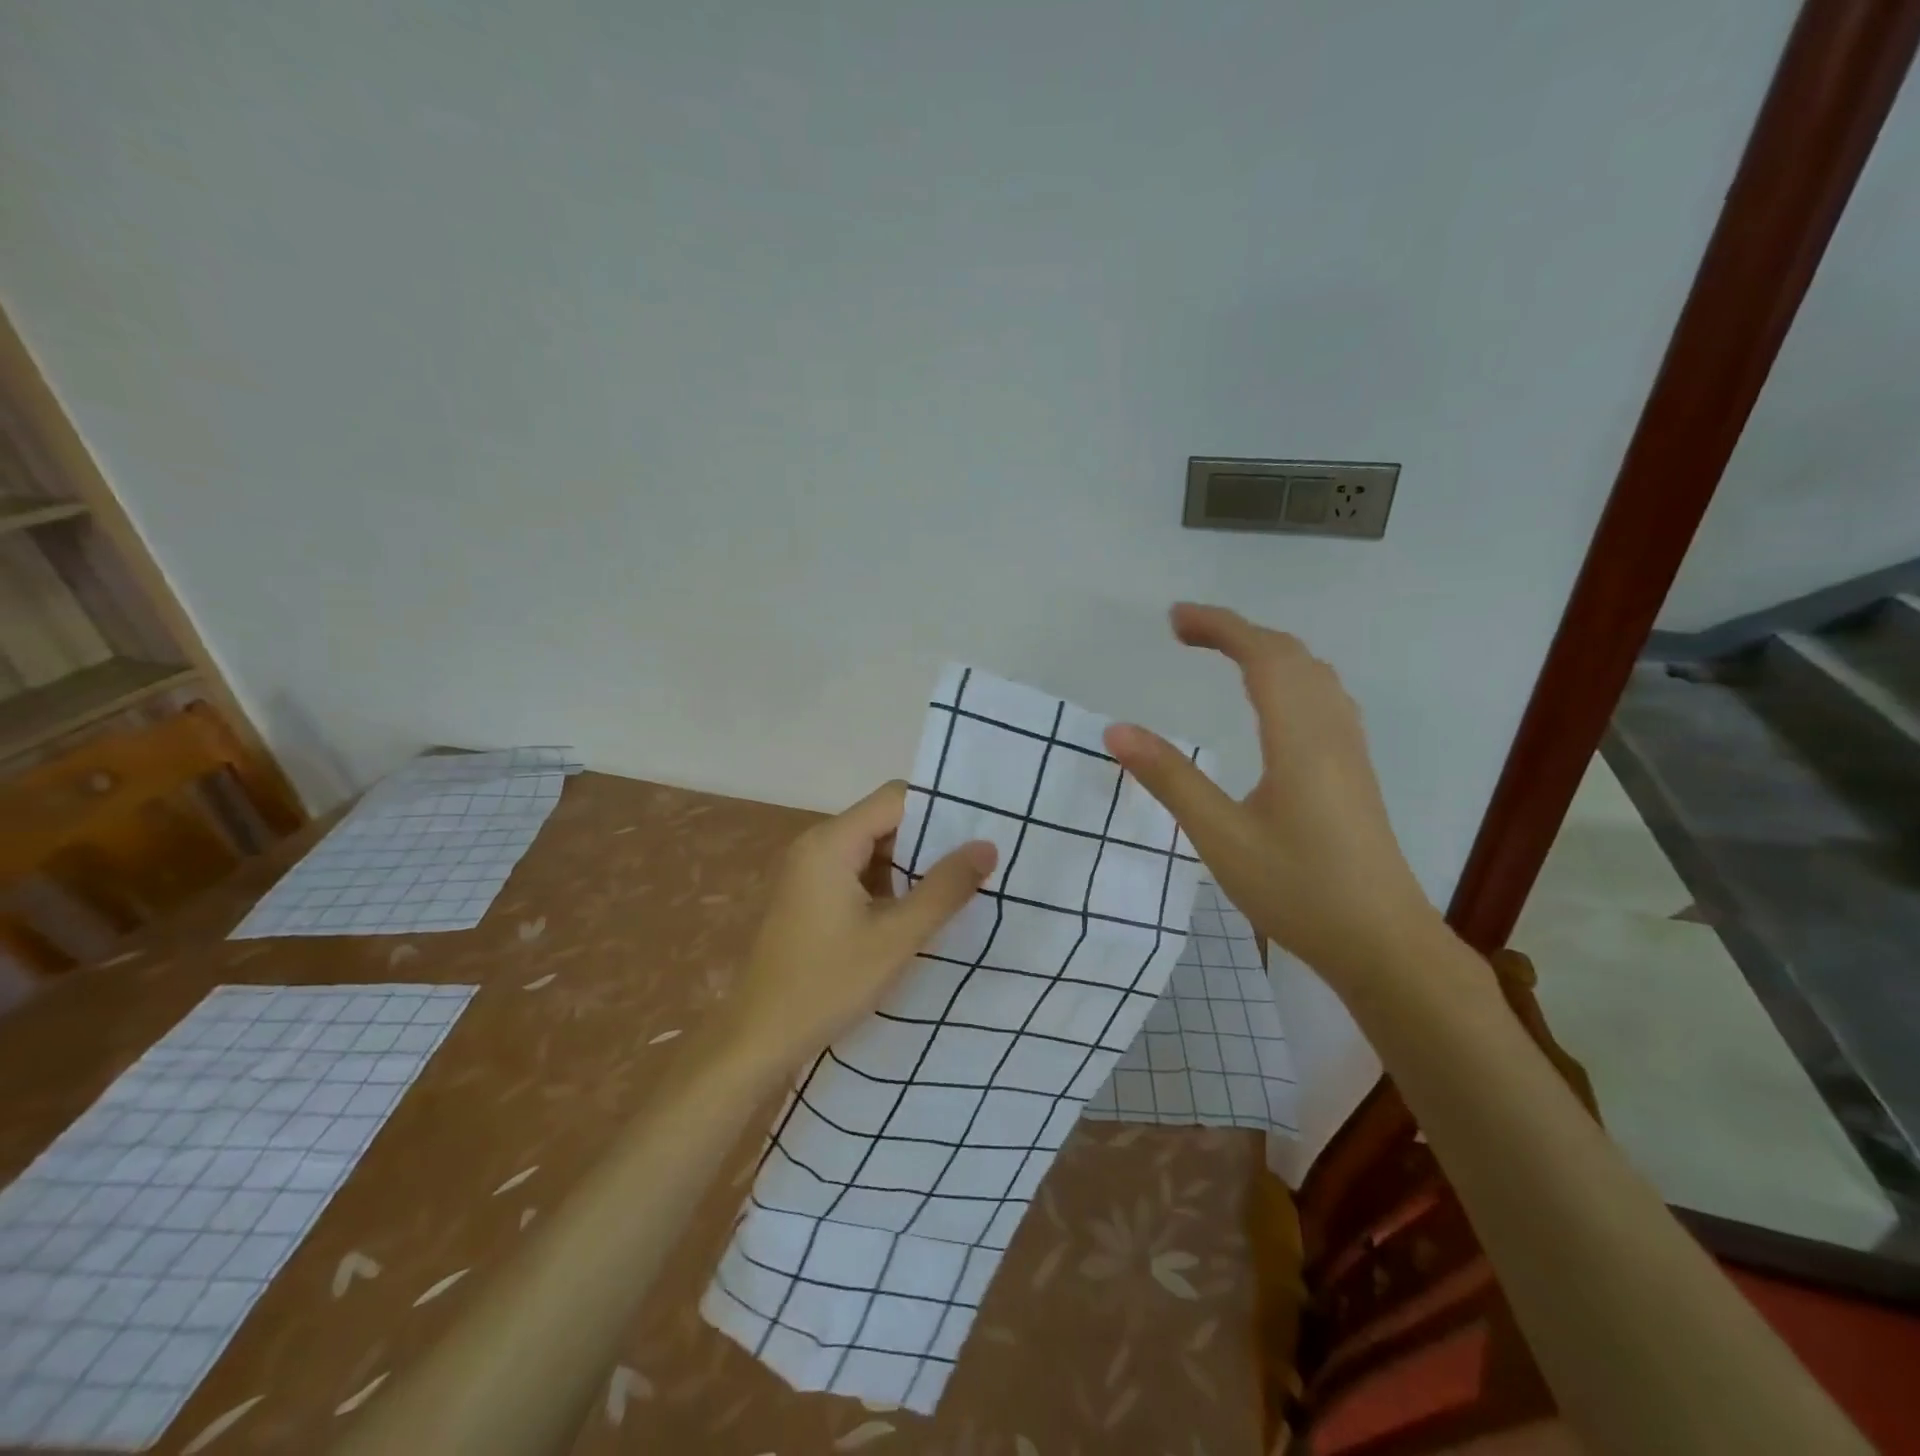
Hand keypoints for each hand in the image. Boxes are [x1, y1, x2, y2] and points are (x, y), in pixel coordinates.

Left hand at [723, 781, 996, 1072]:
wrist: (759, 1039)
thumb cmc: (827, 984)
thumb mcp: (897, 937)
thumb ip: (944, 888)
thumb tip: (987, 846)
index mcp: (831, 842)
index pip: (895, 799)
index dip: (939, 809)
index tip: (980, 829)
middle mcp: (816, 845)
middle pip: (884, 821)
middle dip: (929, 840)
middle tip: (976, 863)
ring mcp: (809, 872)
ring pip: (873, 849)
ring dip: (910, 866)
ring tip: (957, 887)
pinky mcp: (810, 897)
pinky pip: (858, 873)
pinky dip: (889, 885)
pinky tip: (917, 911)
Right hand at [1103, 603, 1440, 990]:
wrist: (1383, 945)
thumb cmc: (1299, 891)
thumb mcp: (1221, 838)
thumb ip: (1170, 780)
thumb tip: (1117, 730)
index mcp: (1300, 738)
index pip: (1262, 657)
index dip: (1219, 627)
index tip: (1174, 618)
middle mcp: (1331, 732)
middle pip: (1291, 656)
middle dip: (1237, 632)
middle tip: (1184, 632)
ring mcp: (1350, 752)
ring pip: (1315, 675)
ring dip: (1268, 651)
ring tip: (1224, 654)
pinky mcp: (1354, 773)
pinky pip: (1325, 698)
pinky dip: (1290, 677)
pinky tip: (1275, 703)